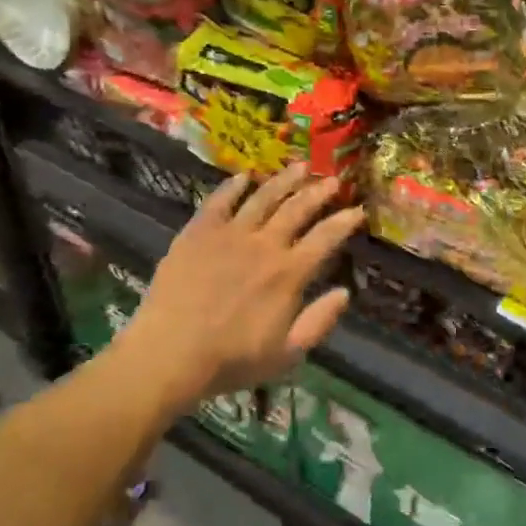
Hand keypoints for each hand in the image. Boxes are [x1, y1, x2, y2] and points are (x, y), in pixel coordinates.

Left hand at [117, 164, 365, 408]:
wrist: (169, 355)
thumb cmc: (231, 360)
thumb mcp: (286, 355)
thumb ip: (319, 322)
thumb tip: (345, 293)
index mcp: (289, 273)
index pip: (326, 237)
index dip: (345, 221)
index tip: (357, 208)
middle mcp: (264, 245)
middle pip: (298, 209)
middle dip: (319, 191)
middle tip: (332, 179)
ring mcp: (230, 234)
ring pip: (263, 197)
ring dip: (284, 180)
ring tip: (299, 166)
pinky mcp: (199, 232)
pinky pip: (219, 201)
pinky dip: (233, 186)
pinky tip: (244, 176)